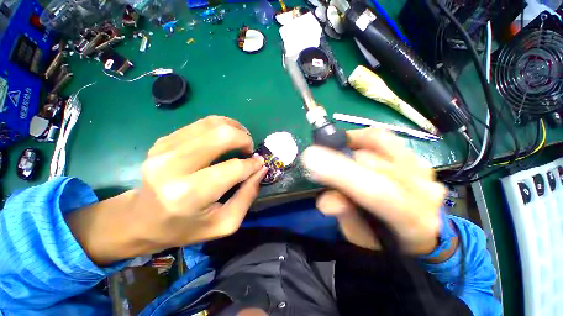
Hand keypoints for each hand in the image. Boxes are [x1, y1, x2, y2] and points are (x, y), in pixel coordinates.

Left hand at [66, 116, 266, 264]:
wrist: (140, 220)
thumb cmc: (185, 228)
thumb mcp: (225, 223)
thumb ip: (248, 195)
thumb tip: (260, 168)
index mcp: (190, 194)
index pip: (234, 168)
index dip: (252, 164)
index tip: (259, 164)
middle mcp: (173, 166)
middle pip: (222, 135)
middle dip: (244, 138)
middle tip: (249, 149)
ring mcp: (165, 149)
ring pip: (212, 123)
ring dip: (234, 128)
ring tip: (241, 139)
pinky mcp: (164, 141)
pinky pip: (200, 124)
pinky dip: (219, 127)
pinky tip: (224, 138)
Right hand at [301, 128, 445, 254]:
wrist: (418, 231)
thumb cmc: (384, 238)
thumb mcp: (360, 236)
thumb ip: (346, 216)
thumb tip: (325, 201)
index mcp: (412, 220)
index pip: (377, 192)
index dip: (341, 173)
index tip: (310, 158)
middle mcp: (423, 189)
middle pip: (371, 162)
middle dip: (338, 161)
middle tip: (319, 164)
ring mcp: (422, 169)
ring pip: (378, 142)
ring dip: (350, 147)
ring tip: (337, 155)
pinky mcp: (415, 156)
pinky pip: (383, 137)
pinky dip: (361, 138)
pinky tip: (351, 146)